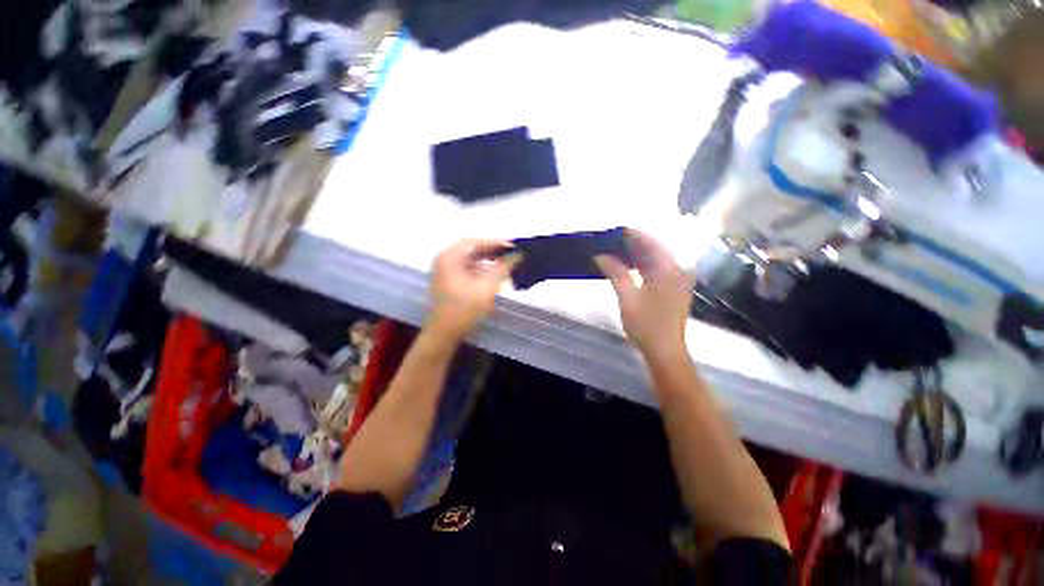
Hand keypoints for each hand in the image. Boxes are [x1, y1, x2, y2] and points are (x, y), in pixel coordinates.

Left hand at [427, 238, 519, 343]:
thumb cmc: (464, 309)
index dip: (496, 242)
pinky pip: (467, 267)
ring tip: (505, 262)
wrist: (444, 333)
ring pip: (470, 258)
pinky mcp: (448, 280)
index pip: (475, 241)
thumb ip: (503, 268)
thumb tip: (518, 255)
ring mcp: (445, 270)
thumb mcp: (487, 287)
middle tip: (511, 253)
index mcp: (450, 257)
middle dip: (492, 250)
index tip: (514, 246)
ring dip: (487, 259)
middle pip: (471, 248)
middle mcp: (445, 259)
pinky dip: (481, 268)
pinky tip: (493, 272)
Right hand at [595, 229, 691, 361]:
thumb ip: (616, 273)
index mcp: (669, 270)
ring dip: (637, 254)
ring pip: (656, 260)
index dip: (634, 235)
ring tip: (616, 250)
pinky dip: (642, 266)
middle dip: (634, 244)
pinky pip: (657, 270)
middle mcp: (677, 271)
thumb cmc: (647, 325)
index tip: (616, 229)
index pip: (652, 244)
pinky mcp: (673, 289)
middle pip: (655, 250)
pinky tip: (628, 265)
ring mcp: (677, 281)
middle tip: (612, 240)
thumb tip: (601, 256)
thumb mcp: (628, 298)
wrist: (665, 351)